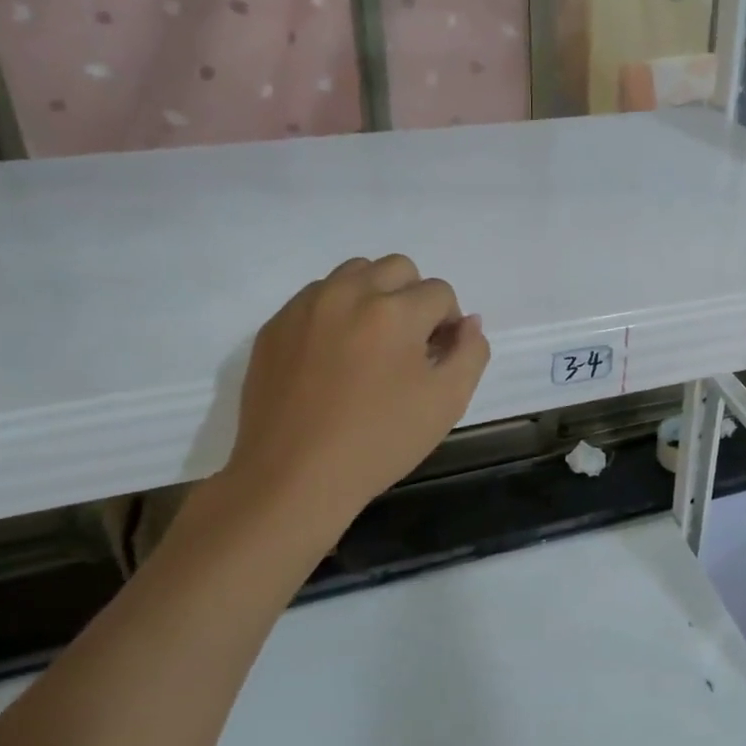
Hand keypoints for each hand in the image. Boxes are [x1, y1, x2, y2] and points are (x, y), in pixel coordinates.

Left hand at [218, 255, 490, 532]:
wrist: (292, 478)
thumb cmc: (379, 442)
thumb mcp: (447, 402)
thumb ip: (471, 352)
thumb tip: (468, 323)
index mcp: (395, 311)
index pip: (440, 292)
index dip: (448, 323)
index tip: (437, 357)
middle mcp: (349, 293)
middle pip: (397, 268)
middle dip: (413, 297)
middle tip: (408, 344)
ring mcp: (306, 306)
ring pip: (354, 274)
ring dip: (374, 296)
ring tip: (370, 344)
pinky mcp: (275, 325)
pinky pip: (316, 297)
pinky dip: (335, 312)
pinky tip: (333, 357)